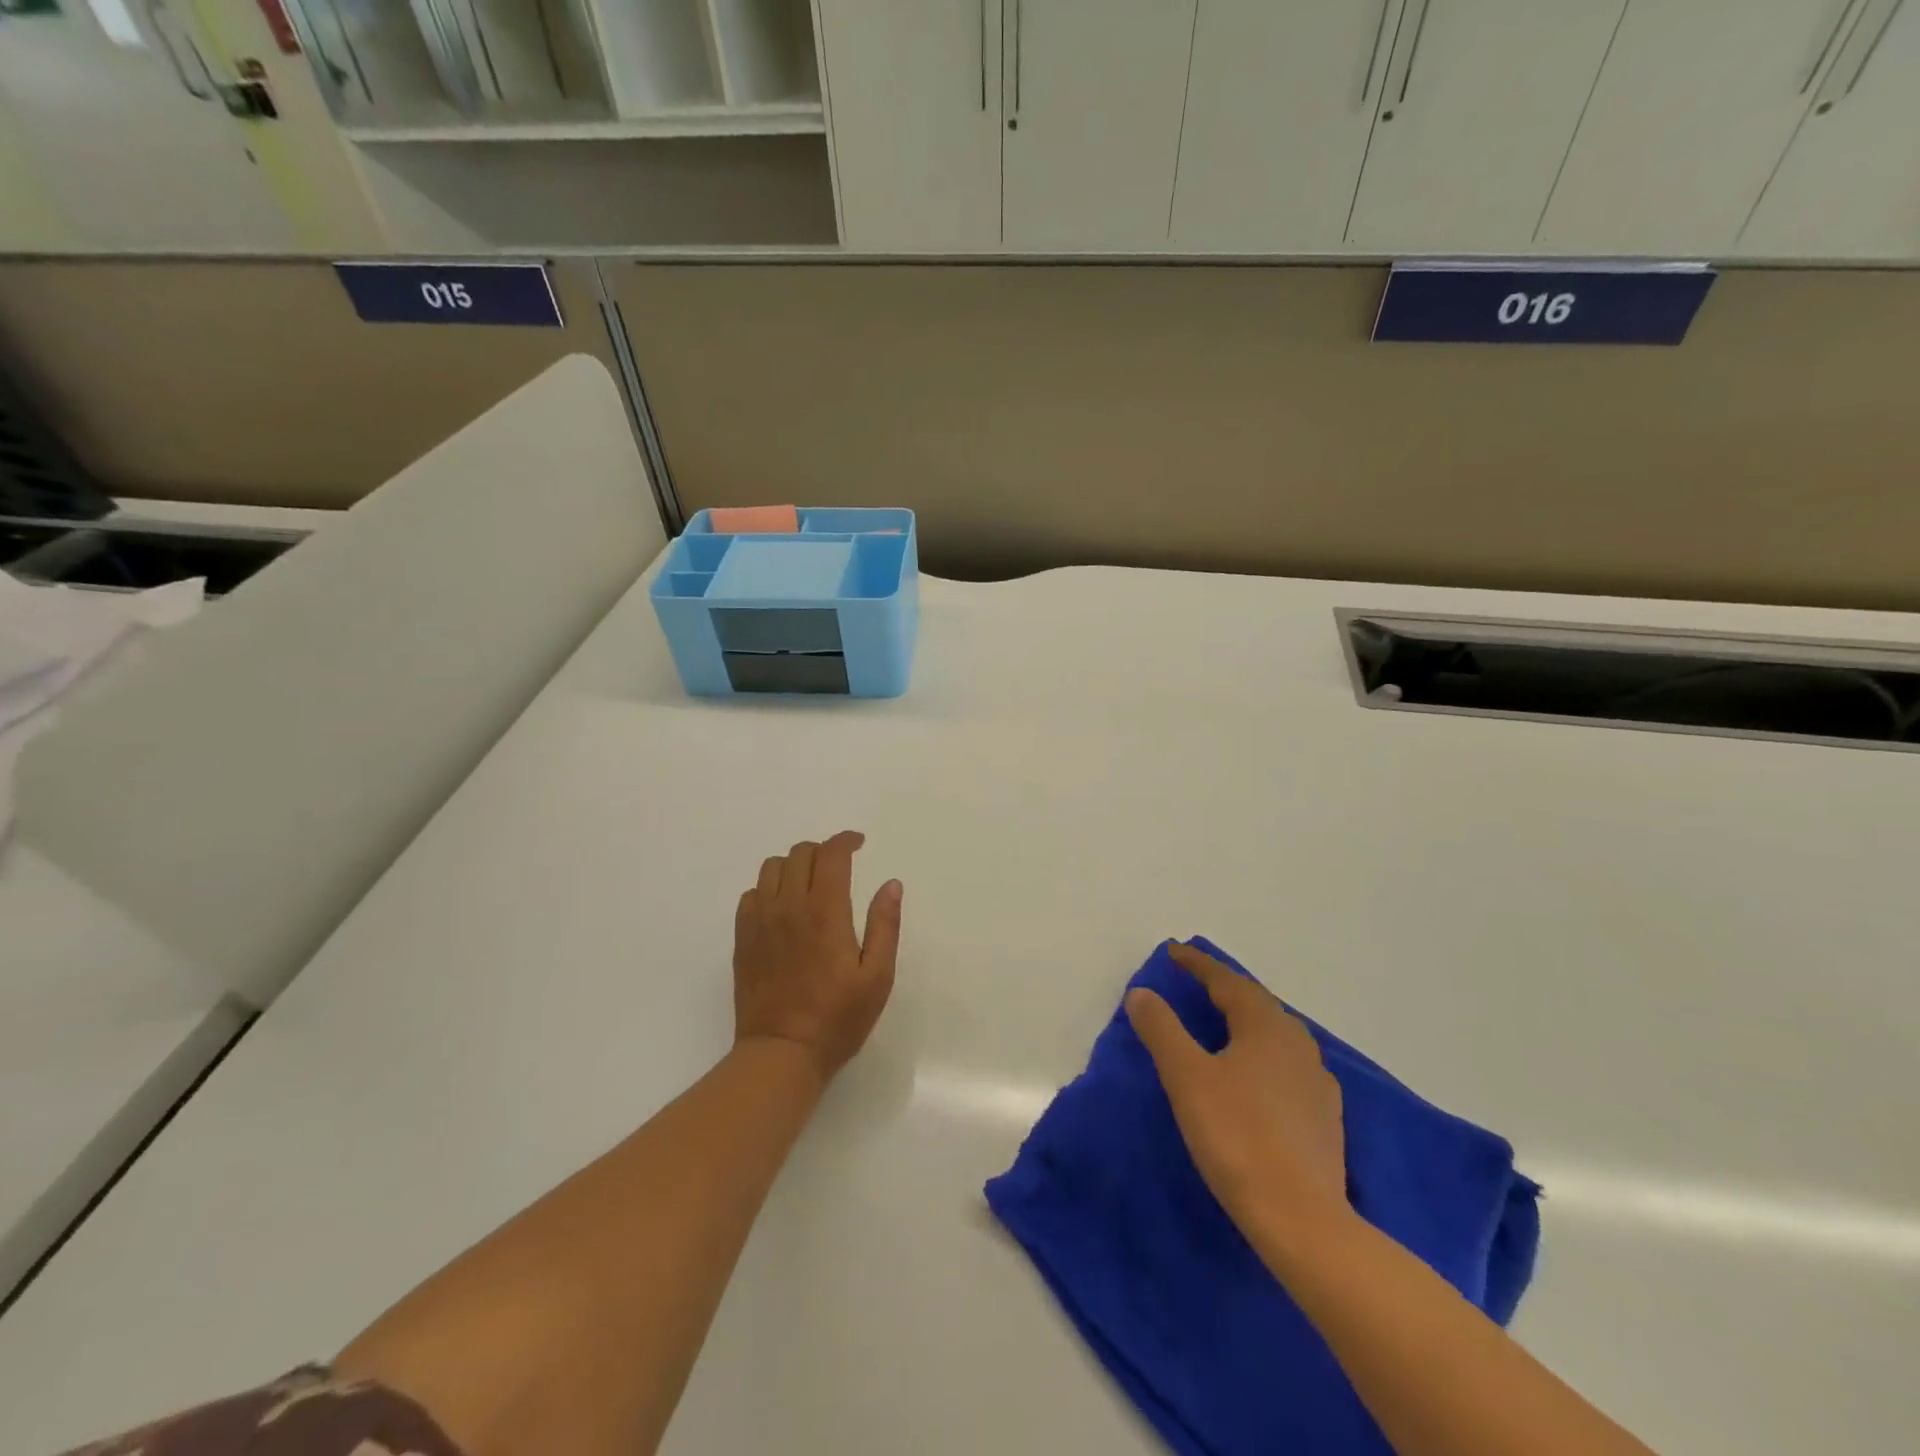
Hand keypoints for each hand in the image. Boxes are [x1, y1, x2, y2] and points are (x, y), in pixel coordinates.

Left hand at [733, 831, 902, 1082]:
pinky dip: (769, 888)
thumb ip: (884, 925)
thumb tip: (891, 884)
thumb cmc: (837, 1018)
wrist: (781, 1053)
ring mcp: (760, 921)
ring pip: (771, 868)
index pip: (831, 854)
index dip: (846, 841)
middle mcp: (789, 906)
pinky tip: (783, 907)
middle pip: (800, 853)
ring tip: (810, 883)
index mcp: (825, 912)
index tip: (859, 843)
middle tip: (840, 866)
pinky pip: (751, 894)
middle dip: (823, 851)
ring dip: (794, 865)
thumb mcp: (877, 976)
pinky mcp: (742, 938)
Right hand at [1126, 943, 1348, 1236]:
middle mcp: (1297, 1042)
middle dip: (1224, 987)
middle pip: (1256, 1002)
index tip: (1173, 952)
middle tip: (1196, 982)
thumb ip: (1162, 1029)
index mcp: (1264, 1026)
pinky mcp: (1325, 1115)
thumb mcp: (1186, 1077)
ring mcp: (1317, 1080)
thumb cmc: (1236, 1136)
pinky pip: (1288, 1063)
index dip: (1197, 964)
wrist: (1301, 1218)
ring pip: (1276, 1032)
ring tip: (1223, 1021)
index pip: (1226, 981)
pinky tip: (1258, 1072)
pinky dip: (1264, 1052)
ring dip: (1247, 1019)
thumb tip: (1142, 993)